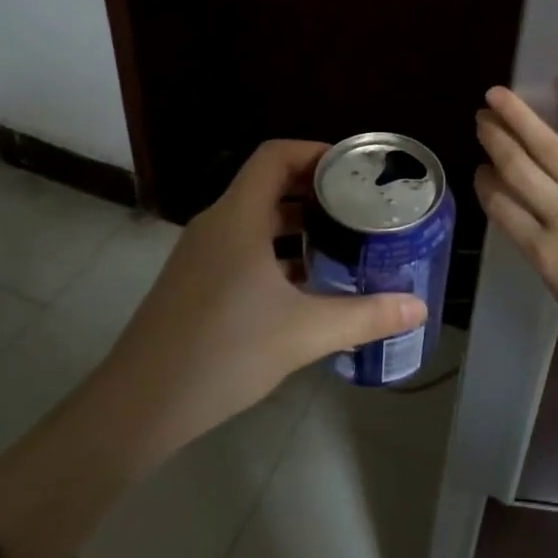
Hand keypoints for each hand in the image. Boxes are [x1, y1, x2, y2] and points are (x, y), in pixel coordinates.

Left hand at [102, 139, 425, 468]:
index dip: (315, 151)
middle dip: (314, 190)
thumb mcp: (304, 333)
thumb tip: (418, 307)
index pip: (275, 155)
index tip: (353, 169)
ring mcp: (200, 255)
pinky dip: (275, 253)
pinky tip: (304, 286)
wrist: (139, 406)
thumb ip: (364, 316)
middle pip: (267, 184)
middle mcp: (216, 225)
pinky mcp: (194, 283)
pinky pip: (241, 248)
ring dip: (295, 225)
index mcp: (238, 217)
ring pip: (254, 220)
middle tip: (359, 206)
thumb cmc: (223, 352)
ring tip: (340, 241)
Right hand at [475, 76, 557, 384]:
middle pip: (517, 168)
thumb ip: (546, 256)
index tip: (481, 167)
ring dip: (519, 118)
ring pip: (550, 147)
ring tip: (498, 96)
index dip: (485, 181)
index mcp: (545, 253)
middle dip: (494, 140)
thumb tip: (532, 222)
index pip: (500, 205)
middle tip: (481, 119)